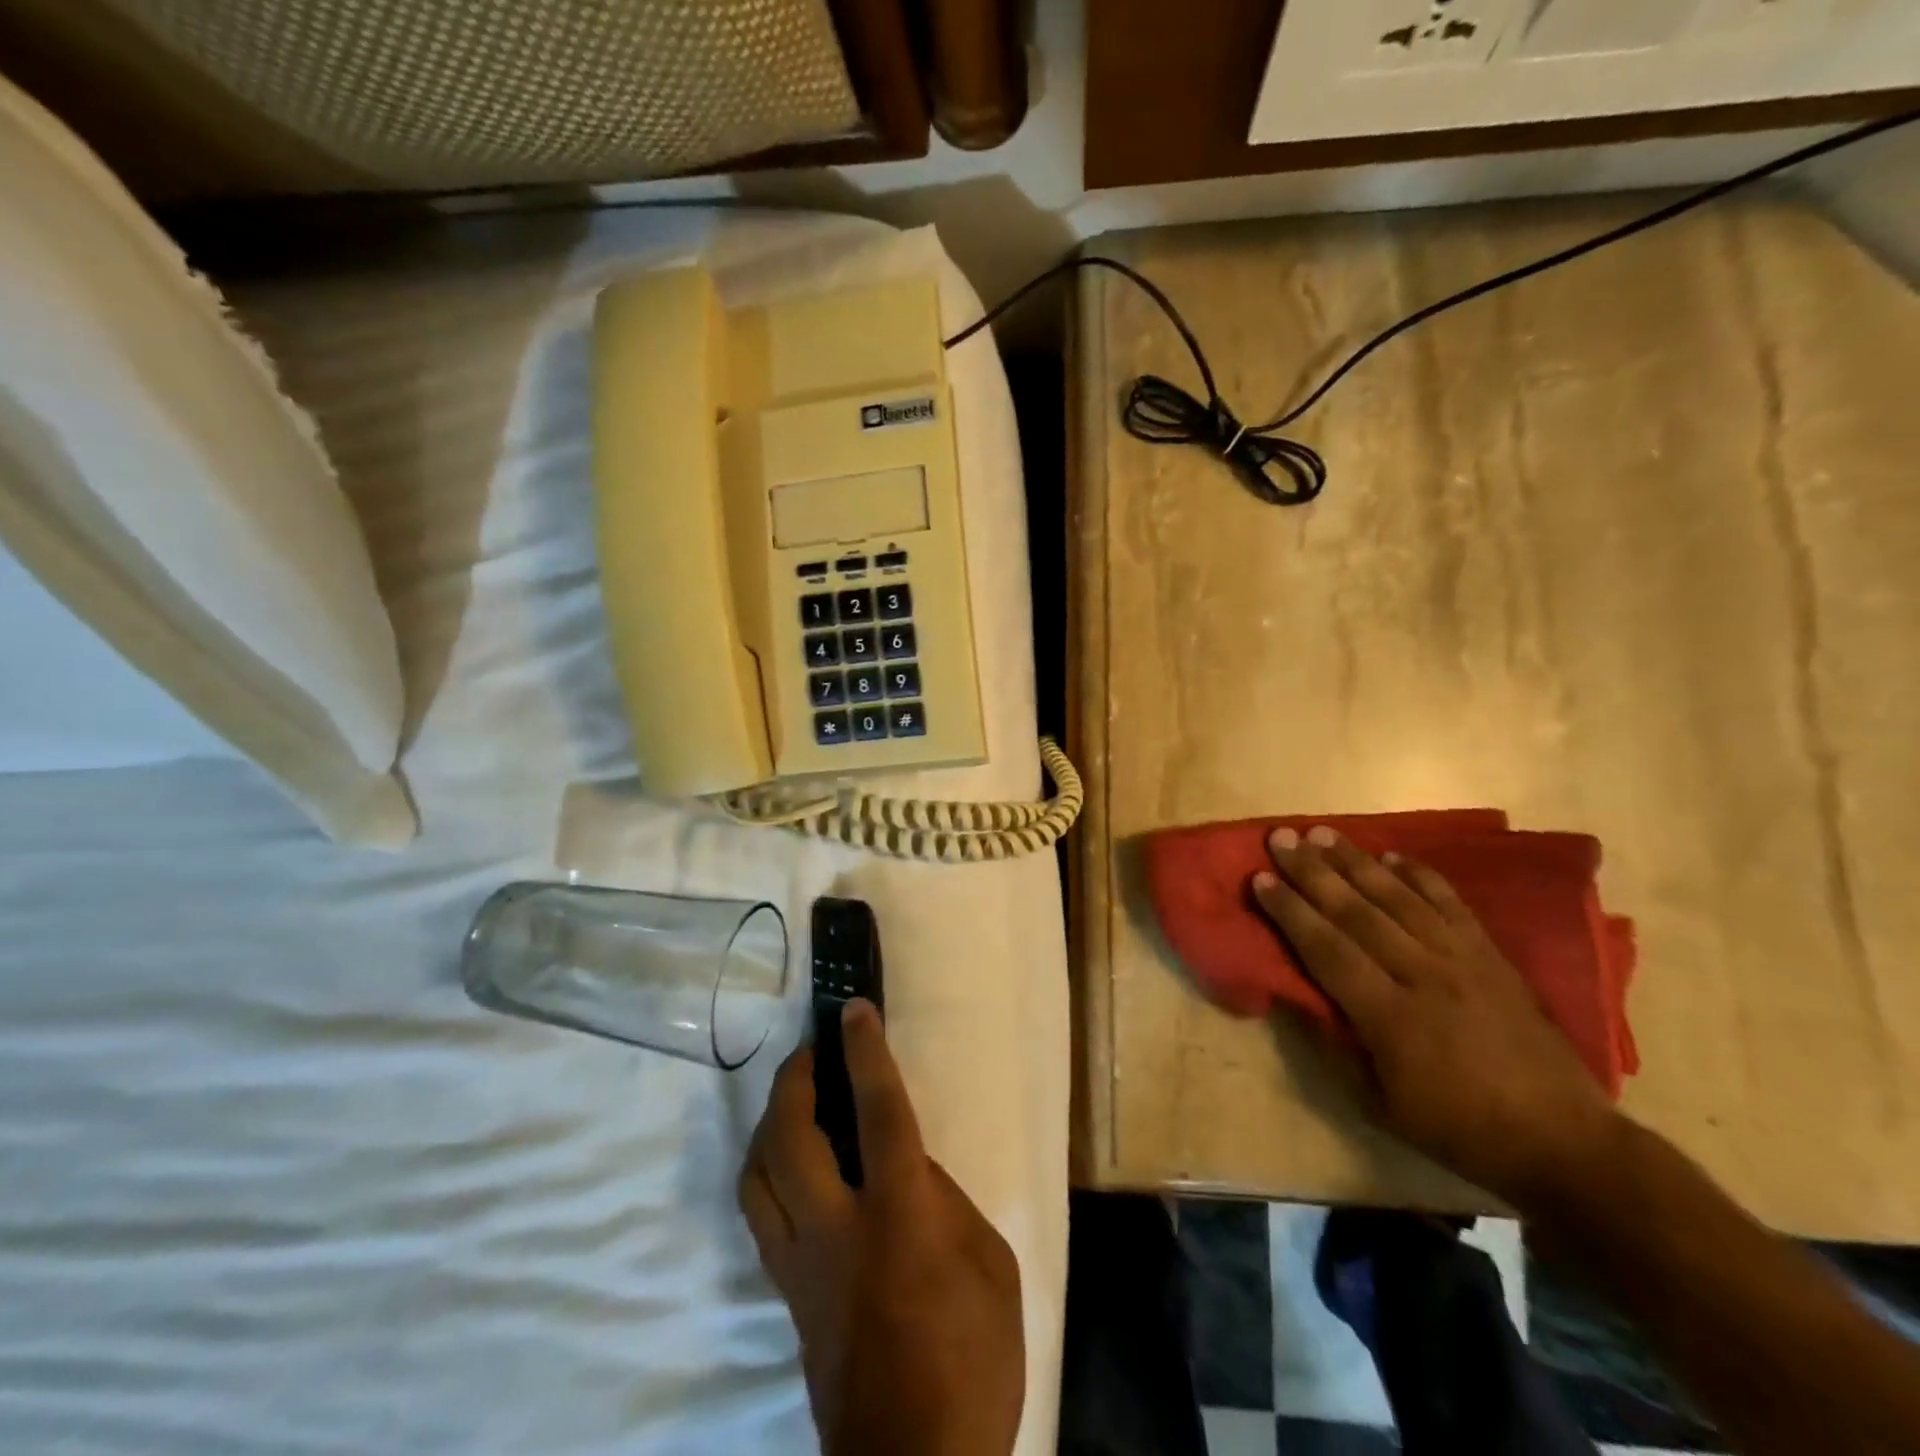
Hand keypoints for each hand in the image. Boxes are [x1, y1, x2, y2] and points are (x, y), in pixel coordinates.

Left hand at [738, 1000, 1023, 1455]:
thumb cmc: (972, 1361)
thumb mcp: (990, 1267)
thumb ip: (946, 1204)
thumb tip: (910, 1168)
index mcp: (898, 1218)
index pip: (877, 1113)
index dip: (865, 1053)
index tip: (854, 1009)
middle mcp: (836, 1230)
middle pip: (791, 1137)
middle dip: (796, 1078)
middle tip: (812, 1048)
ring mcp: (801, 1265)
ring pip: (757, 1175)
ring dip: (771, 1122)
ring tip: (795, 1097)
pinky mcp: (787, 1294)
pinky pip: (760, 1214)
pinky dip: (767, 1170)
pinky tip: (789, 1163)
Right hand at [1251, 826, 1625, 1210]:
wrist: (1564, 1142)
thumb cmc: (1459, 1128)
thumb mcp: (1380, 1106)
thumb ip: (1334, 1047)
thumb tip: (1295, 997)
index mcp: (1391, 1018)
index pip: (1327, 950)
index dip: (1290, 912)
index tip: (1260, 879)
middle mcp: (1424, 976)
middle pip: (1357, 913)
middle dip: (1313, 872)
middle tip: (1280, 838)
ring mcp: (1463, 961)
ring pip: (1399, 899)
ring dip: (1356, 863)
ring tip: (1322, 833)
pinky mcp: (1492, 957)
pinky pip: (1451, 905)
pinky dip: (1421, 876)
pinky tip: (1393, 855)